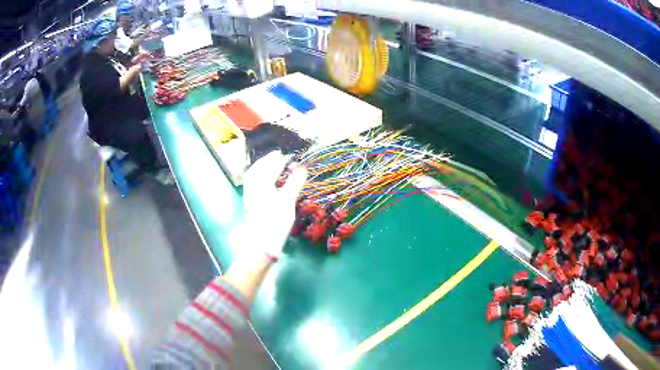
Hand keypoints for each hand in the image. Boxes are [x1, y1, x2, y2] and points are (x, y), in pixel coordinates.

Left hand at [242, 151, 306, 256]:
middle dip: (267, 160)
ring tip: (269, 164)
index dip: (281, 160)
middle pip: (258, 169)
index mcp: (262, 185)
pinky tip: (263, 182)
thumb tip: (302, 168)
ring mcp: (249, 197)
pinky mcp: (249, 205)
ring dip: (260, 167)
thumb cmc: (275, 223)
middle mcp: (253, 188)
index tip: (290, 155)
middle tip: (277, 154)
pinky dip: (257, 177)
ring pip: (252, 177)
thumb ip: (294, 183)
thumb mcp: (288, 202)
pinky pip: (251, 184)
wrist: (260, 245)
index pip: (272, 168)